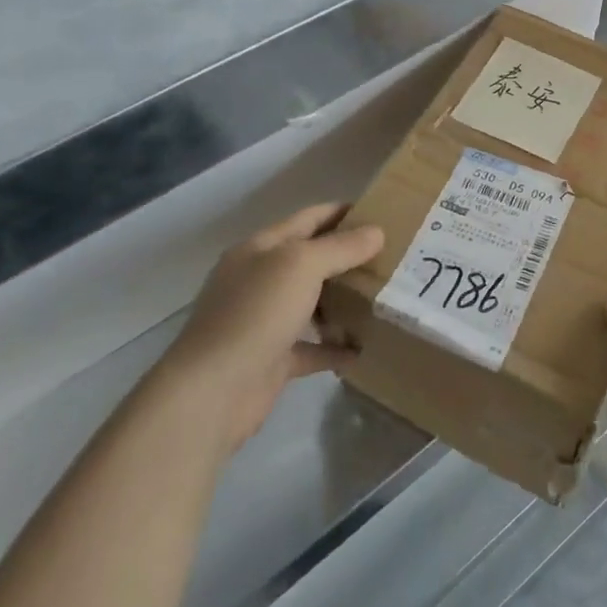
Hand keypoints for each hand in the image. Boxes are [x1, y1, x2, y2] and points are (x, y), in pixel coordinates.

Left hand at [157, 204, 383, 451]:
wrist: (211, 393)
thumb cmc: (256, 314)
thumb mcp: (302, 265)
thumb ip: (341, 247)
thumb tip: (377, 232)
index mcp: (261, 249)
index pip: (310, 218)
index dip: (345, 212)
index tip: (386, 213)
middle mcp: (260, 280)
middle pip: (313, 259)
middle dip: (351, 257)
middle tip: (396, 256)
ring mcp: (264, 321)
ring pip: (314, 302)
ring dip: (346, 300)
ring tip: (386, 297)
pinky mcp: (272, 359)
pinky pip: (312, 346)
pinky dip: (337, 346)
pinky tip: (365, 347)